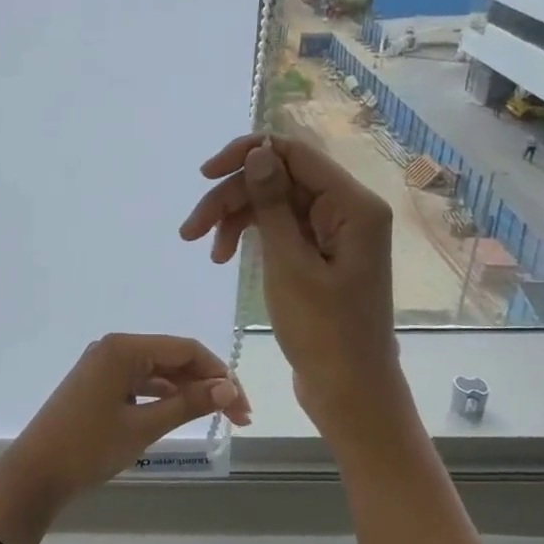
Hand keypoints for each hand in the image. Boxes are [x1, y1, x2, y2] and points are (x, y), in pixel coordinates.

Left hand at [0, 334, 250, 543]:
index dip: (220, 375)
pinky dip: (162, 396)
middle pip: (173, 358)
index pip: (186, 350)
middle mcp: (113, 348)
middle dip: (207, 384)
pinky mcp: (96, 384)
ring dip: (187, 391)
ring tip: (216, 418)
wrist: (34, 474)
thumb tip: (229, 388)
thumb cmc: (88, 448)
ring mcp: (101, 365)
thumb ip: (187, 404)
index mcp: (123, 348)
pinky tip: (180, 413)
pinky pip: (138, 382)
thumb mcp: (143, 427)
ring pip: (157, 371)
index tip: (243, 409)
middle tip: (238, 420)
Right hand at [179, 133, 397, 429]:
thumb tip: (258, 151)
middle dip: (233, 197)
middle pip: (279, 179)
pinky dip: (250, 237)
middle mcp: (347, 209)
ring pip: (274, 203)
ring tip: (204, 248)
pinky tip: (224, 257)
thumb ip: (272, 204)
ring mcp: (334, 232)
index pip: (294, 154)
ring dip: (235, 218)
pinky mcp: (320, 253)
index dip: (246, 155)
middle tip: (191, 230)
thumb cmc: (323, 333)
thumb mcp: (290, 265)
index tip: (204, 176)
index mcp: (353, 206)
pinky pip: (280, 227)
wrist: (350, 392)